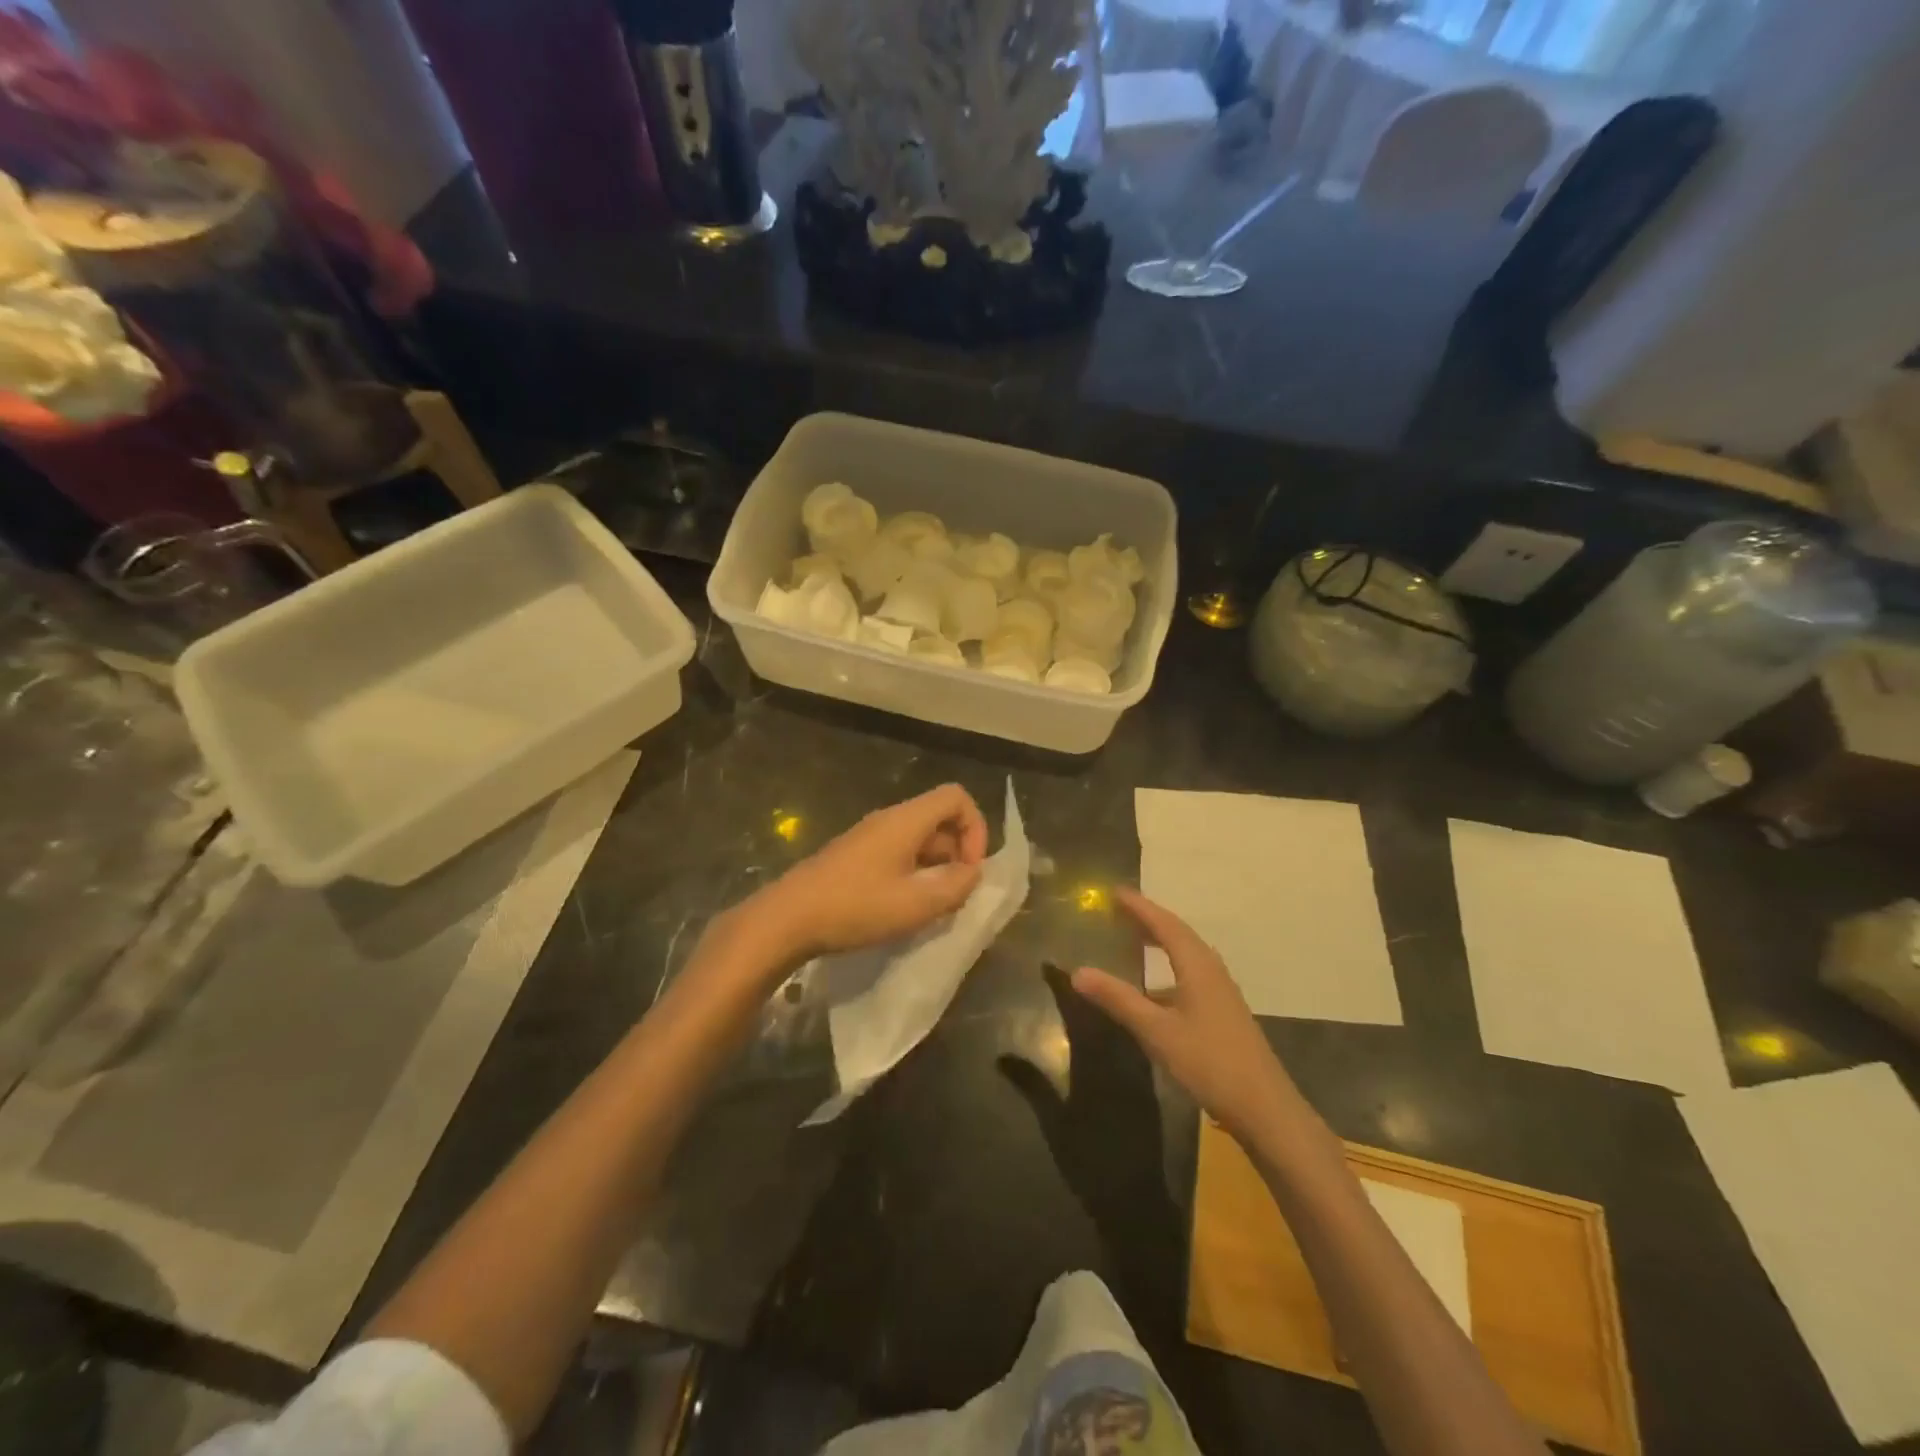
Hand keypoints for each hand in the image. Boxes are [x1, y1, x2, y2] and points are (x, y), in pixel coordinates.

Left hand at [753, 784, 989, 960]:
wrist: (788, 918)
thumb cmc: (856, 907)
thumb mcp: (916, 904)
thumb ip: (955, 886)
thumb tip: (972, 873)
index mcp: (906, 820)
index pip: (956, 797)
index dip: (975, 828)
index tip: (970, 867)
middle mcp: (889, 820)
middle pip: (939, 819)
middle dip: (957, 853)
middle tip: (955, 895)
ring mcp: (869, 837)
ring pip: (919, 840)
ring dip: (935, 868)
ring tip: (932, 907)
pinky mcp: (855, 856)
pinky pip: (898, 854)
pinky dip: (913, 874)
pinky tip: (904, 908)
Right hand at [1070, 887, 1305, 1141]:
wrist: (1264, 1108)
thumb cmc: (1209, 1062)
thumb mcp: (1157, 1031)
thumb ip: (1118, 999)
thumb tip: (1077, 971)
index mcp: (1197, 966)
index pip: (1165, 924)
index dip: (1139, 907)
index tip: (1114, 891)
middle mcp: (1211, 970)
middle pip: (1178, 934)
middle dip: (1149, 919)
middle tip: (1119, 910)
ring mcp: (1221, 992)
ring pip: (1187, 954)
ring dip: (1160, 941)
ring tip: (1133, 938)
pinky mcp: (1223, 1012)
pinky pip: (1191, 973)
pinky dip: (1168, 967)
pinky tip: (1154, 987)